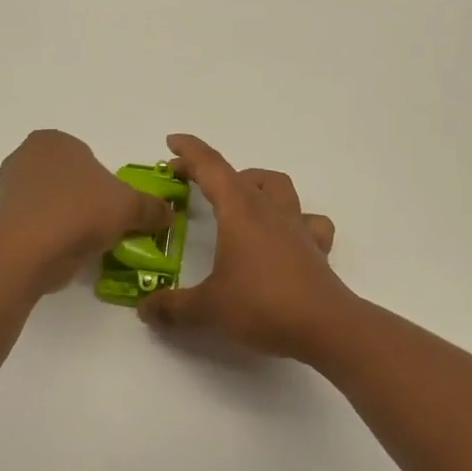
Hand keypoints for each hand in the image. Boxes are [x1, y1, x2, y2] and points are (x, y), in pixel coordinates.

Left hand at [0, 130, 174, 291]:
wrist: (30, 249)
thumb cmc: (81, 211)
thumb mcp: (129, 207)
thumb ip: (151, 207)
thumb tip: (167, 213)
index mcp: (53, 140)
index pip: (86, 157)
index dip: (104, 183)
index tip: (113, 207)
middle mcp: (25, 156)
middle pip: (66, 179)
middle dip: (82, 199)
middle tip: (101, 225)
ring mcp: (7, 188)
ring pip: (48, 202)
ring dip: (64, 218)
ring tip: (82, 243)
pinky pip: (33, 224)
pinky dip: (47, 235)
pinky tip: (61, 252)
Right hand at [138, 134, 350, 359]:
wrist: (327, 328)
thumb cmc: (262, 307)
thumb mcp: (207, 309)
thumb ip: (172, 306)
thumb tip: (145, 309)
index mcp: (240, 212)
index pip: (211, 168)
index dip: (190, 151)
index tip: (171, 142)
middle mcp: (269, 211)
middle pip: (240, 175)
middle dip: (213, 172)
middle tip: (192, 183)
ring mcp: (296, 228)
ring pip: (277, 187)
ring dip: (254, 184)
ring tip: (236, 201)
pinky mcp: (315, 249)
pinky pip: (308, 221)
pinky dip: (293, 219)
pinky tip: (282, 235)